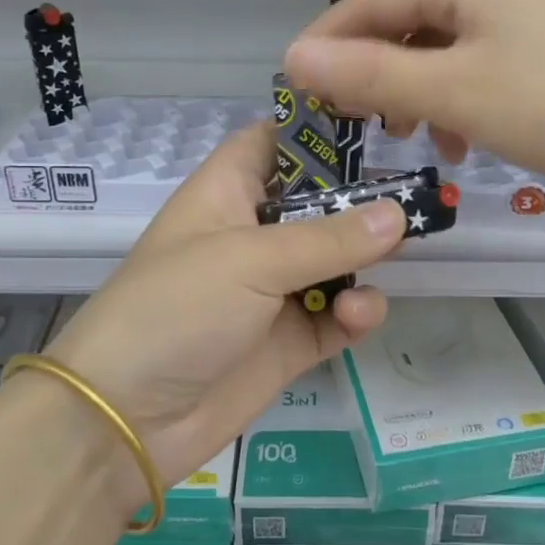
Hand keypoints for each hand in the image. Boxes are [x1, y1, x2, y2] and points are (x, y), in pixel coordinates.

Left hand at [41, 123, 404, 520]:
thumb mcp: (251, 259)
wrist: (128, 418)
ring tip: (392, 258)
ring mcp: (274, 289)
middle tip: (415, 197)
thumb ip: (330, 238)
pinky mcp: (290, 340)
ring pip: (338, 259)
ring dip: (366, 259)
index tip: (378, 126)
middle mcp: (254, 233)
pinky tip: (356, 315)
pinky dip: (355, 313)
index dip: (320, 130)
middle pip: (319, 201)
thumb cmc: (178, 308)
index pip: (276, 141)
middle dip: (362, 201)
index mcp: (229, 192)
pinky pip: (339, 316)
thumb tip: (399, 214)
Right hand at [285, 0, 544, 204]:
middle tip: (348, 115)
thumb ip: (370, 76)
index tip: (298, 81)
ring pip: (438, 51)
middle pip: (407, 21)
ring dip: (409, 90)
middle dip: (371, 68)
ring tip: (401, 134)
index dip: (330, 36)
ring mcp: (521, 24)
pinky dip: (449, 103)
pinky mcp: (539, 60)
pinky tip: (455, 142)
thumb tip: (294, 59)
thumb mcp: (450, 92)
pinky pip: (472, 72)